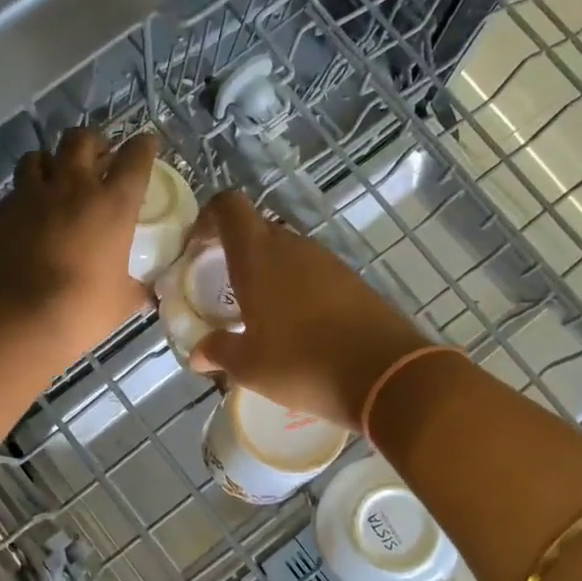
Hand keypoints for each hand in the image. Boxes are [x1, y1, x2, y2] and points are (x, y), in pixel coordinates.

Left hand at [0, 128, 159, 363]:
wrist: (20, 319)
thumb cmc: (83, 309)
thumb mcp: (123, 301)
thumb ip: (136, 289)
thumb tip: (148, 295)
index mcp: (113, 204)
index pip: (135, 158)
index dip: (143, 146)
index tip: (147, 145)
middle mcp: (74, 187)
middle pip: (81, 140)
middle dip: (93, 142)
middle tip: (98, 158)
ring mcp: (33, 196)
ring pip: (39, 155)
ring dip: (52, 162)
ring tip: (56, 179)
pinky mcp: (3, 212)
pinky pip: (16, 190)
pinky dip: (26, 194)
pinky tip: (29, 213)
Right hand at [187, 192, 428, 431]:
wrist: (384, 373)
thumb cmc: (301, 363)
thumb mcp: (249, 366)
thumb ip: (218, 352)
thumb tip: (197, 354)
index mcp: (258, 256)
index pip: (228, 207)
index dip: (209, 218)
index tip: (198, 248)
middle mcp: (292, 246)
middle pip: (256, 230)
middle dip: (236, 252)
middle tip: (224, 289)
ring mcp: (327, 261)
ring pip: (287, 252)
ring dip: (268, 273)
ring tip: (259, 313)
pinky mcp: (352, 280)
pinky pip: (313, 273)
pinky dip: (297, 288)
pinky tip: (297, 326)